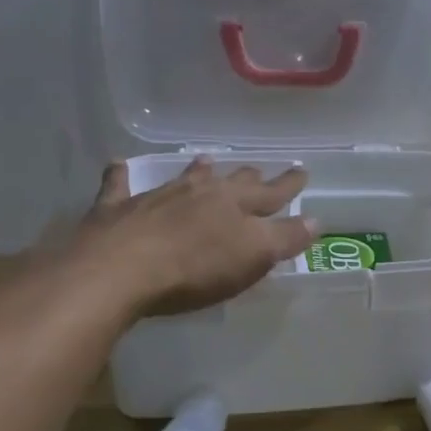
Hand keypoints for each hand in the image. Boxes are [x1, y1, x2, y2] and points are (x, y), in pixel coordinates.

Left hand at [65, 158, 317, 318]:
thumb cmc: (195, 269)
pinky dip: (121, 174)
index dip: (289, 185)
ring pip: (184, 177)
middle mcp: (200, 192)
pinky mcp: (116, 209)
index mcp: (236, 204)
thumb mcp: (254, 257)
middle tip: (256, 170)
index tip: (302, 171)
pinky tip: (118, 164)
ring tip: (205, 160)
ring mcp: (156, 197)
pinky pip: (119, 184)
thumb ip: (285, 237)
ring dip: (197, 170)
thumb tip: (315, 220)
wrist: (118, 270)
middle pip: (230, 182)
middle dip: (248, 177)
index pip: (272, 193)